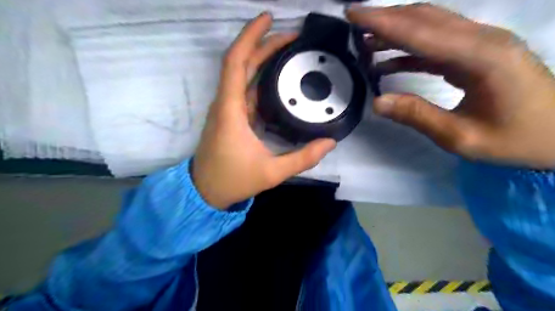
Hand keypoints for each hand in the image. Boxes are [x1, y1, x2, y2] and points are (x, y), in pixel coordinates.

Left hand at [193, 13, 334, 210]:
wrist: (206, 191)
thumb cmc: (233, 180)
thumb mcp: (272, 173)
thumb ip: (302, 159)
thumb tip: (329, 143)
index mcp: (231, 110)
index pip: (236, 62)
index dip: (250, 37)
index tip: (268, 19)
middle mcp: (226, 104)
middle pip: (241, 64)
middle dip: (264, 45)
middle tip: (291, 37)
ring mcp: (227, 110)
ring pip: (243, 76)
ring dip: (261, 60)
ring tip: (287, 52)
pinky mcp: (231, 118)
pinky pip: (245, 91)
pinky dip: (260, 80)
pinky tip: (277, 80)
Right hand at [348, 3, 554, 167]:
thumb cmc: (516, 140)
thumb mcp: (461, 136)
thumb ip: (418, 116)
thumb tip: (377, 102)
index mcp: (481, 57)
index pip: (421, 33)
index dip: (383, 22)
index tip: (353, 14)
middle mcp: (482, 40)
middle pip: (425, 18)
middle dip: (385, 17)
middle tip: (353, 21)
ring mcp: (481, 44)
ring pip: (430, 26)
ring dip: (395, 31)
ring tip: (364, 42)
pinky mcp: (476, 54)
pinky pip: (435, 45)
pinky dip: (407, 50)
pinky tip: (386, 62)